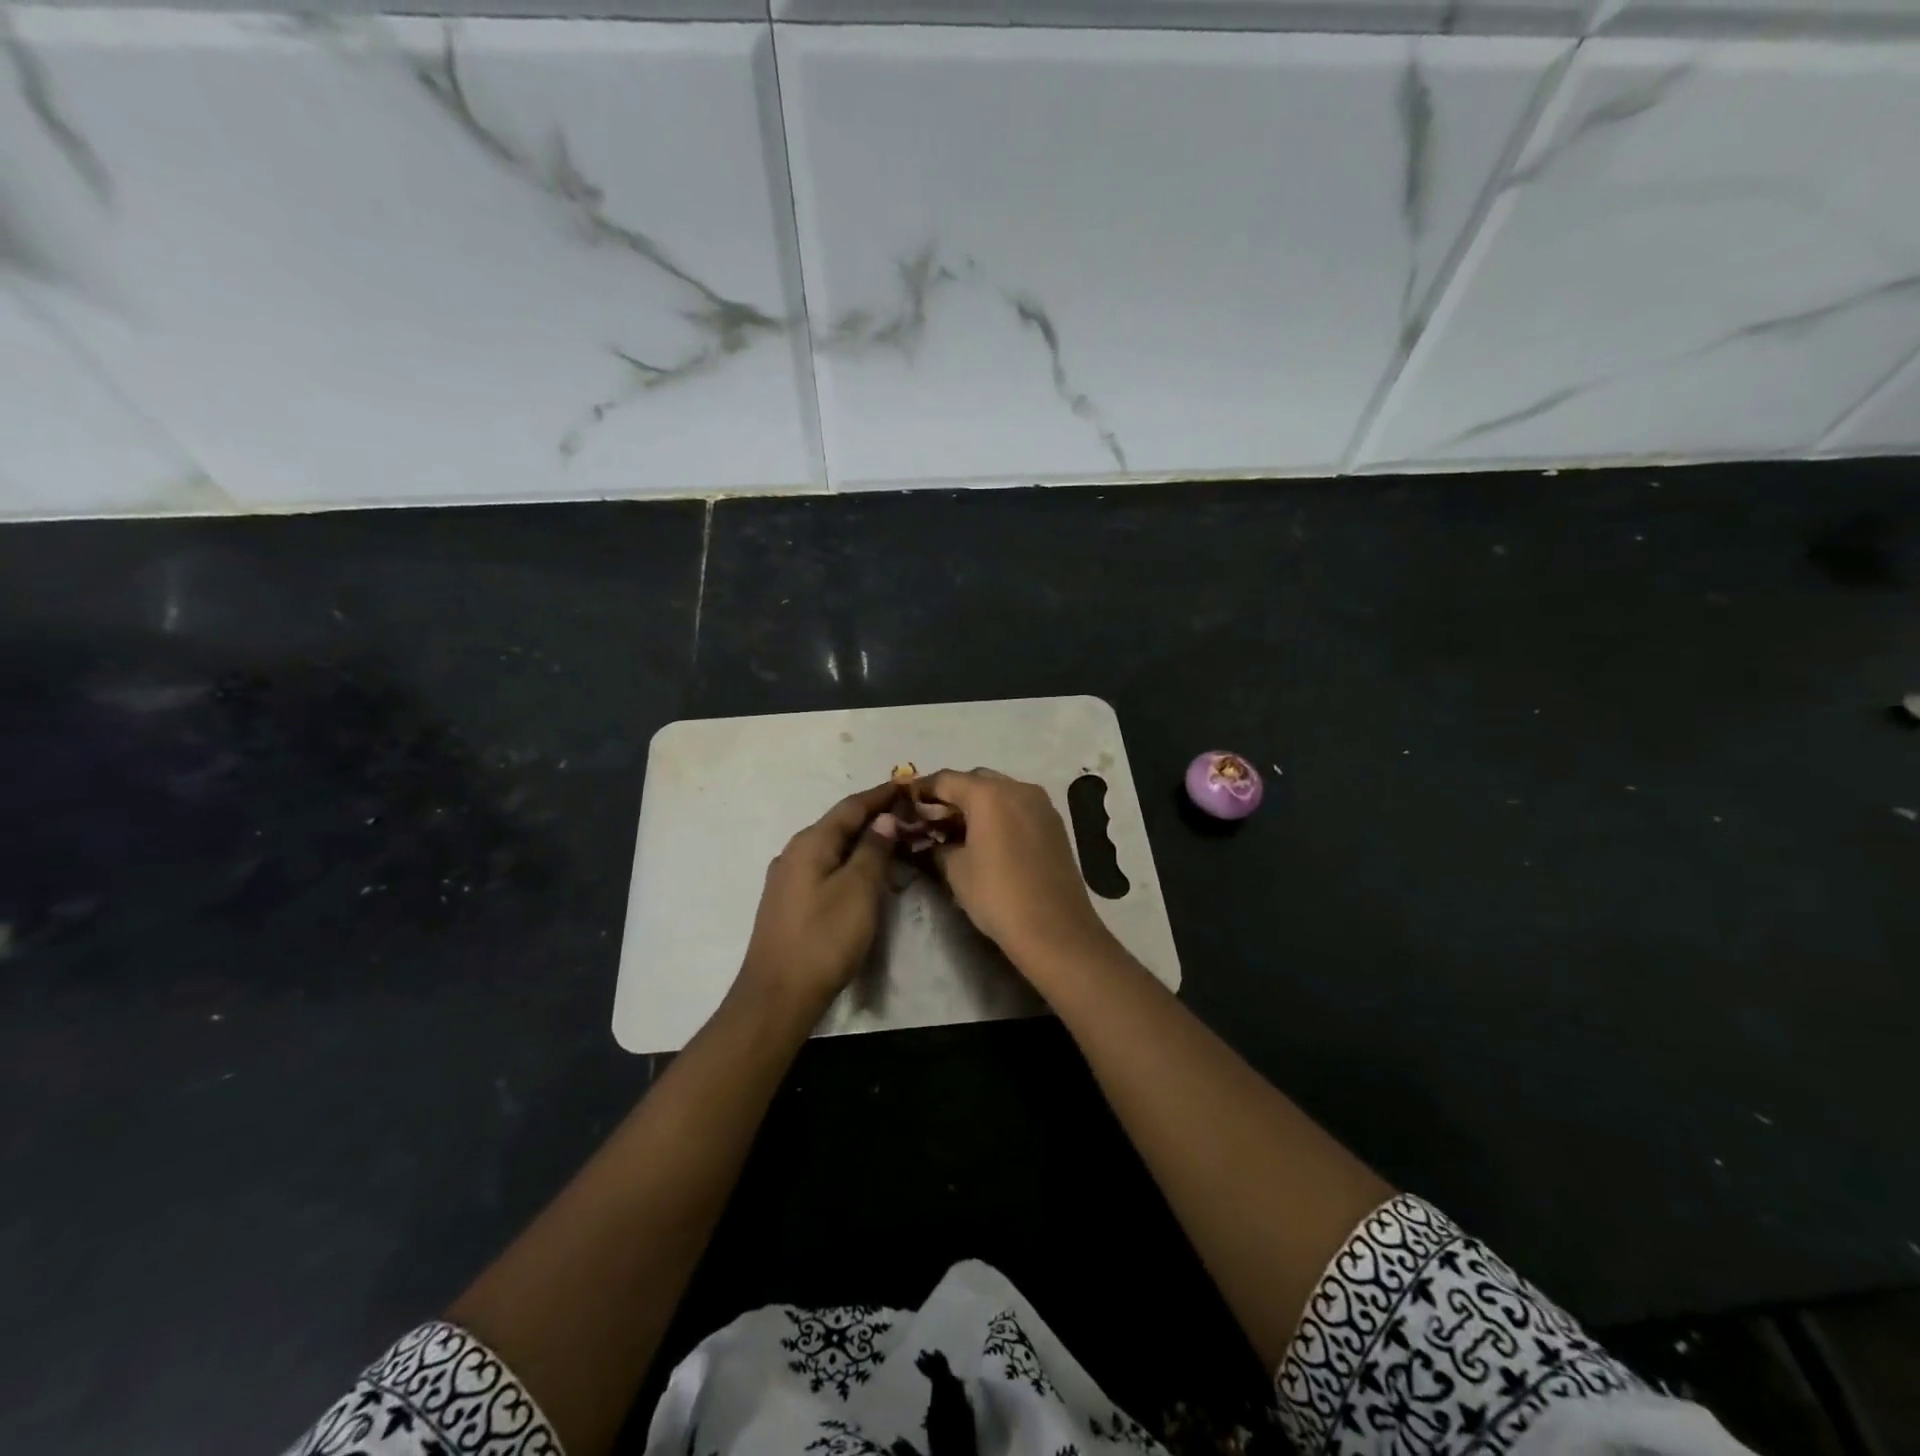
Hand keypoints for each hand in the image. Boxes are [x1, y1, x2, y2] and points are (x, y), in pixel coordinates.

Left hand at [736, 782, 899, 1018]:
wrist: (777, 995)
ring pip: (832, 848)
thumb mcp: (858, 890)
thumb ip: (873, 850)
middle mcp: (794, 853)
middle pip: (839, 825)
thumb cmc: (824, 938)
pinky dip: (849, 862)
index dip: (880, 795)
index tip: (907, 785)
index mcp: (810, 843)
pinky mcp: (789, 902)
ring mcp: (788, 878)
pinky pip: (825, 867)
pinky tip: (864, 874)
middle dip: (873, 817)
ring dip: (862, 841)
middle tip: (908, 815)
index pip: (851, 807)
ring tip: (894, 842)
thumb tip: (884, 819)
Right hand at [920, 768, 1115, 970]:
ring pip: (999, 792)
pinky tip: (988, 838)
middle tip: (932, 820)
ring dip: (977, 804)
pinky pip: (1018, 807)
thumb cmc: (998, 895)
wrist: (1055, 929)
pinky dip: (999, 813)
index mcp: (988, 794)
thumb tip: (930, 841)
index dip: (922, 790)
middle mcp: (1017, 788)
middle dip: (951, 796)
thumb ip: (937, 846)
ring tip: (958, 831)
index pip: (945, 780)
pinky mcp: (1054, 822)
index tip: (905, 802)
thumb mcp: (956, 870)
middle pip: (974, 781)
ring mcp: (1040, 804)